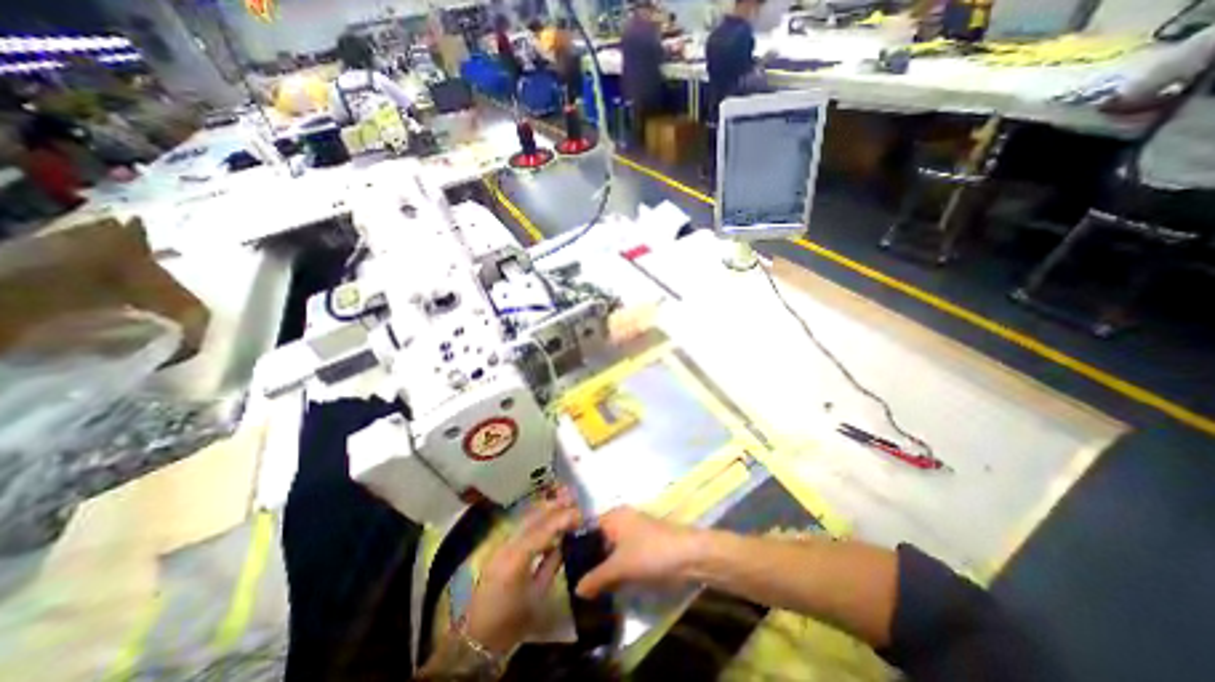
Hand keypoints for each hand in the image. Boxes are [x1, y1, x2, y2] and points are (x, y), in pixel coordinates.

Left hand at [463, 486, 579, 650]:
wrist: (476, 638)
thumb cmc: (510, 622)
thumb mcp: (537, 596)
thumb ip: (551, 565)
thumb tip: (563, 544)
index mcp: (517, 559)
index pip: (544, 530)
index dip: (563, 518)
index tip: (579, 513)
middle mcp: (507, 546)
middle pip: (533, 518)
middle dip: (554, 506)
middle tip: (573, 498)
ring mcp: (501, 545)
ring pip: (526, 518)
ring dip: (545, 508)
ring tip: (562, 500)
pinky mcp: (499, 548)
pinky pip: (521, 526)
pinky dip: (536, 518)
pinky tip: (546, 518)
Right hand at [575, 507, 696, 595]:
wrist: (688, 556)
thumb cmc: (650, 552)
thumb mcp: (620, 566)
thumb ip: (596, 578)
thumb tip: (575, 589)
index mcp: (613, 517)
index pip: (586, 528)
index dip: (575, 547)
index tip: (562, 568)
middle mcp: (620, 522)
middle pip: (598, 542)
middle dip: (588, 562)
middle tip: (572, 584)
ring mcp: (632, 535)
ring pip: (610, 553)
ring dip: (601, 570)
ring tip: (584, 591)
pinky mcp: (642, 549)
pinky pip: (621, 560)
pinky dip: (614, 572)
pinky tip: (605, 590)